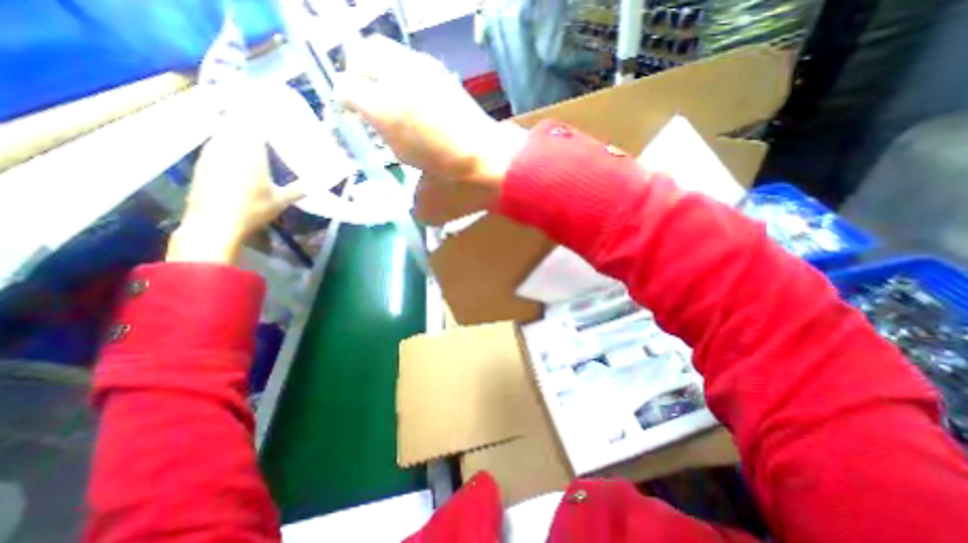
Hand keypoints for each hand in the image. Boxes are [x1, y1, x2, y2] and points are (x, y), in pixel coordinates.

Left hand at [166, 111, 301, 263]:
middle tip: (266, 115)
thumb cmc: (252, 210)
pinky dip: (228, 137)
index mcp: (248, 152)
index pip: (253, 120)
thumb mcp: (282, 200)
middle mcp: (226, 145)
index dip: (261, 110)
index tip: (273, 105)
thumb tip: (323, 184)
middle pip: (236, 120)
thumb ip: (301, 189)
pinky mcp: (203, 160)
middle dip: (250, 115)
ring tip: (254, 128)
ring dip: (238, 125)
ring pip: (224, 129)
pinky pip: (217, 140)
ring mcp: (211, 151)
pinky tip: (238, 147)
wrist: (214, 224)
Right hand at [337, 36, 525, 221]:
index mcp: (388, 113)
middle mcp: (402, 83)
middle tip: (365, 99)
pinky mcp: (446, 78)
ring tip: (389, 98)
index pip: (346, 90)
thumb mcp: (429, 203)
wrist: (498, 164)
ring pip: (388, 51)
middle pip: (362, 53)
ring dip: (381, 70)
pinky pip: (413, 63)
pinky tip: (415, 99)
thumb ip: (412, 199)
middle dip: (356, 73)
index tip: (348, 117)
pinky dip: (404, 74)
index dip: (343, 103)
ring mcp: (427, 75)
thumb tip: (415, 206)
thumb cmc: (461, 184)